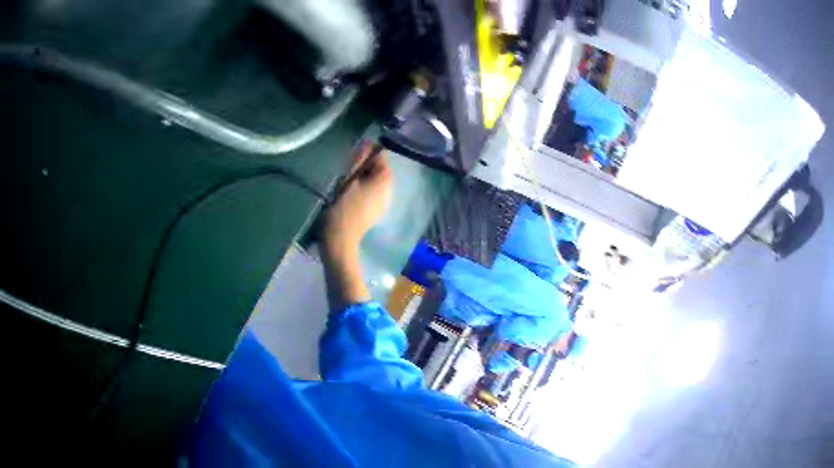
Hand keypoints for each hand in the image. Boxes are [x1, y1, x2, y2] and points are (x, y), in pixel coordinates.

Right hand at [322, 142, 392, 307]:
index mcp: (385, 181)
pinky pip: (370, 193)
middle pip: (378, 170)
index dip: (366, 152)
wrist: (339, 242)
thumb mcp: (347, 179)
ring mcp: (383, 203)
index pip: (381, 156)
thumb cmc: (342, 208)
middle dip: (363, 166)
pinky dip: (361, 189)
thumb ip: (358, 160)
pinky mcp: (374, 212)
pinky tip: (346, 194)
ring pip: (373, 182)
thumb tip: (366, 144)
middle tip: (344, 168)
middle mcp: (389, 191)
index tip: (350, 156)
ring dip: (360, 178)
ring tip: (343, 181)